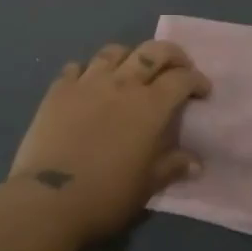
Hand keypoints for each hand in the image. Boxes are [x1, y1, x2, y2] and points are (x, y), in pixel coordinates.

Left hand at [9, 41, 210, 242]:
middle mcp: (122, 84)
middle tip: (178, 67)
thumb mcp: (147, 186)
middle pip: (152, 51)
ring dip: (129, 56)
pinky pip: (76, 67)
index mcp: (150, 106)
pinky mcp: (58, 90)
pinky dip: (87, 71)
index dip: (196, 80)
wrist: (49, 199)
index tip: (202, 92)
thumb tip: (195, 162)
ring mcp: (87, 82)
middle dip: (172, 54)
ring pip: (113, 52)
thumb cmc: (106, 196)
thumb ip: (172, 166)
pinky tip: (88, 83)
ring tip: (131, 70)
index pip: (181, 79)